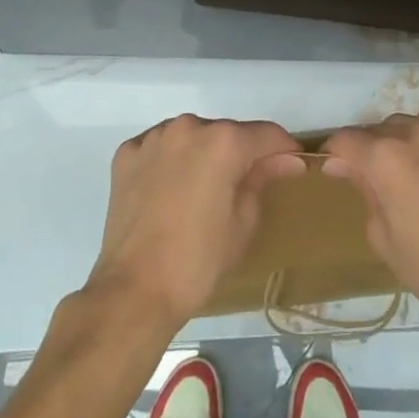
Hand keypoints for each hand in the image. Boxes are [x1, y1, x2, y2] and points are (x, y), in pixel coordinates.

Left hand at [88, 114, 307, 330]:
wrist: (134, 291)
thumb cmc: (199, 261)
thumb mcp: (243, 222)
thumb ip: (262, 179)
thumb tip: (284, 160)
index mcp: (224, 141)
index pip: (266, 135)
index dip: (283, 151)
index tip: (291, 167)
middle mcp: (189, 127)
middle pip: (226, 133)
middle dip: (239, 154)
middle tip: (242, 188)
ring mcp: (154, 138)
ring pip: (191, 137)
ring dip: (202, 155)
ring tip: (200, 192)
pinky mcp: (127, 154)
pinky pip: (159, 149)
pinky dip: (169, 163)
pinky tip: (168, 192)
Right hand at [322, 99, 418, 335]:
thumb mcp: (386, 242)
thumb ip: (366, 195)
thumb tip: (350, 168)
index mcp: (386, 160)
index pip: (347, 142)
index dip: (336, 155)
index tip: (335, 171)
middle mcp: (416, 135)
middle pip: (380, 131)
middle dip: (370, 151)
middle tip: (375, 181)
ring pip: (413, 122)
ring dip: (403, 139)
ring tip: (410, 167)